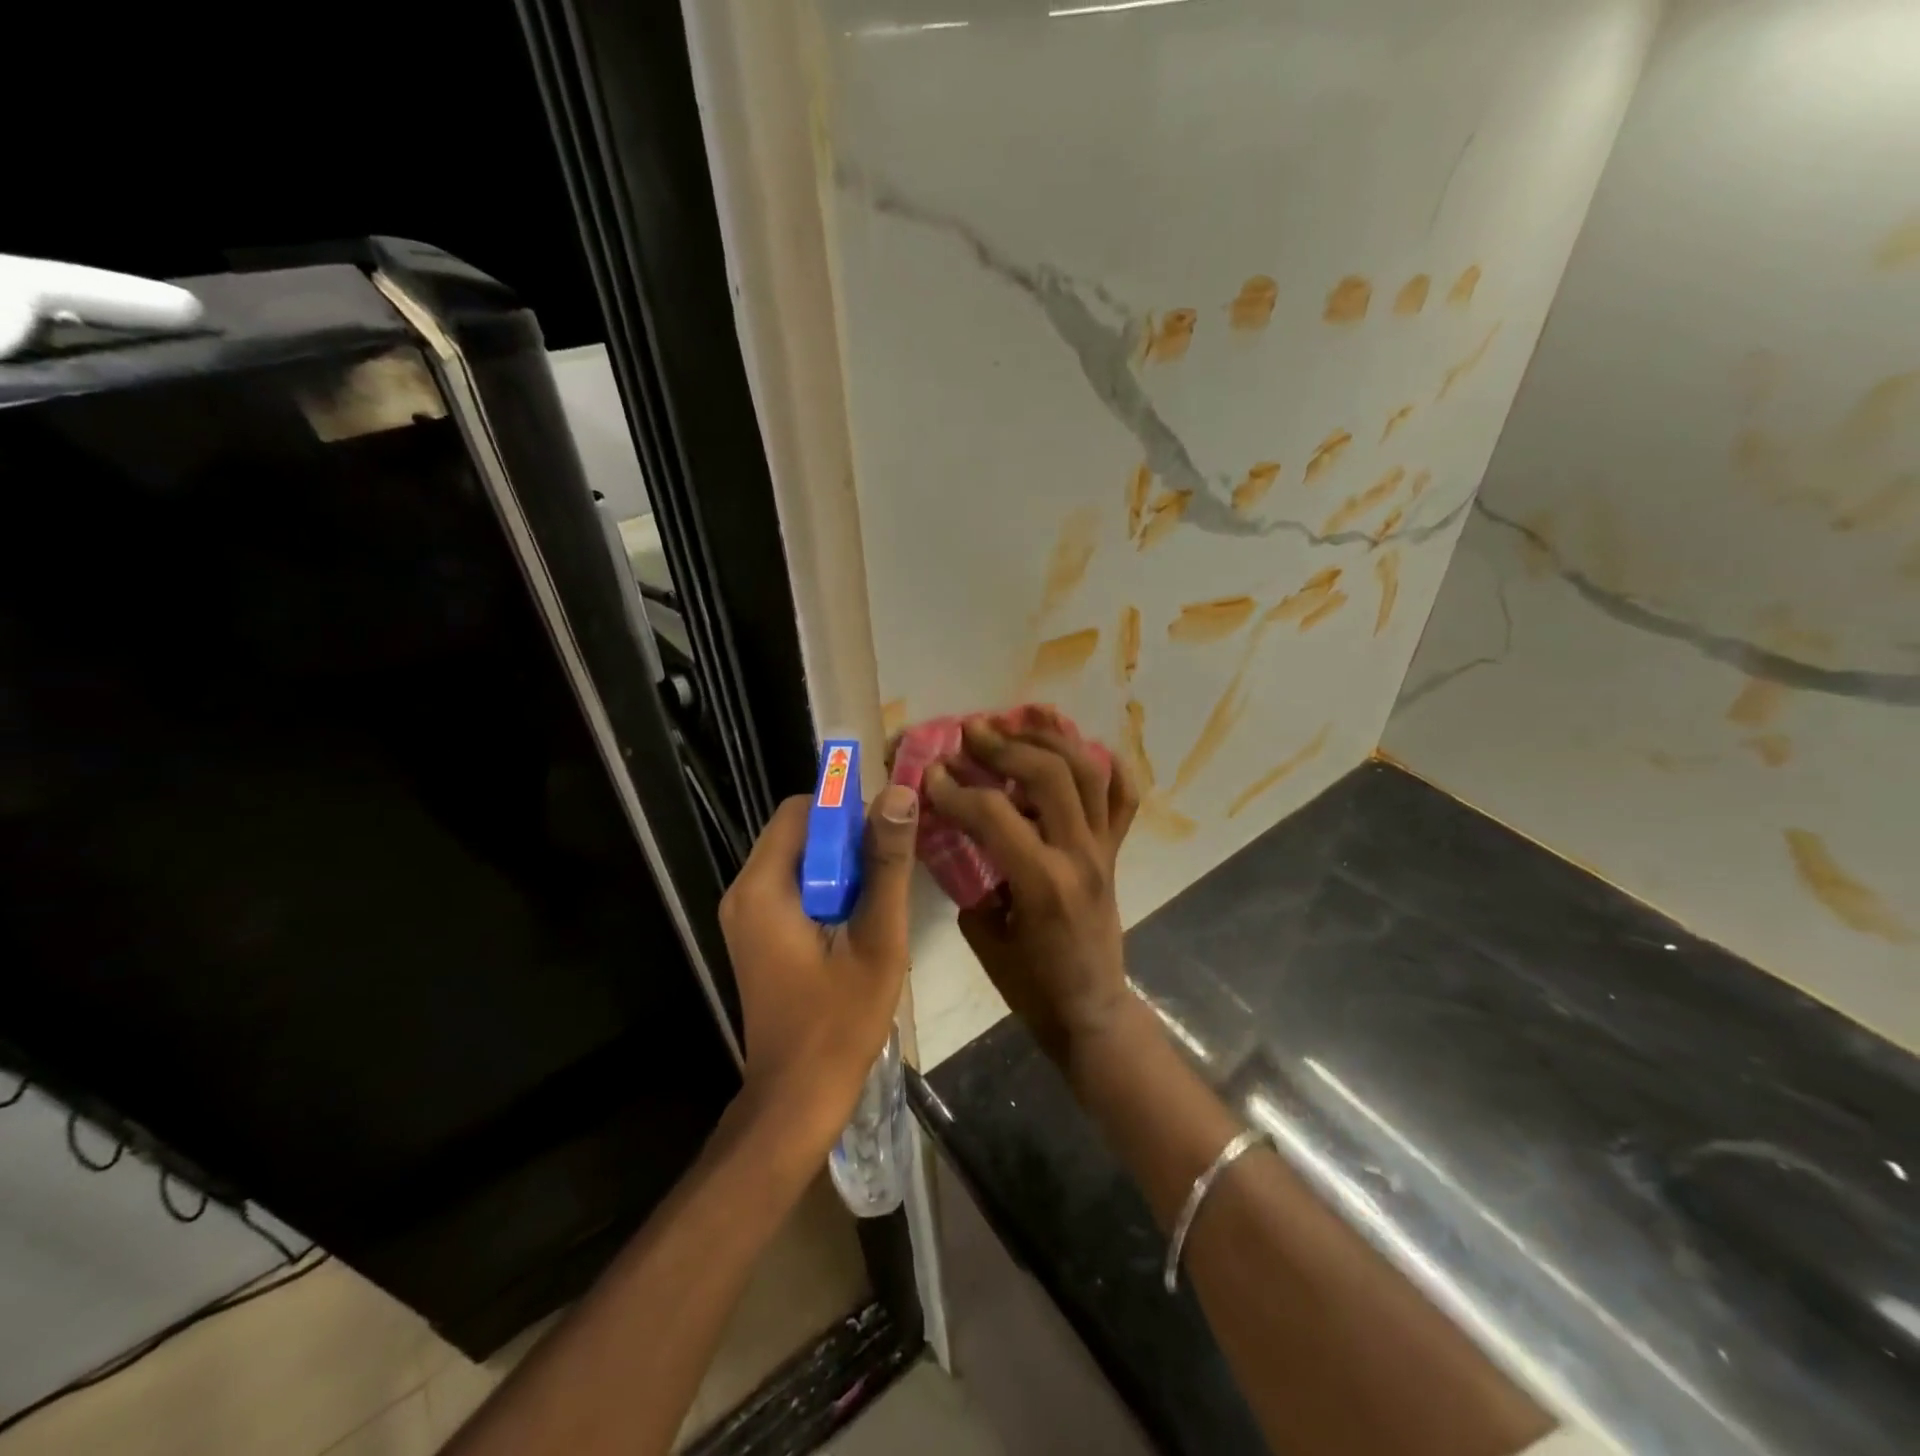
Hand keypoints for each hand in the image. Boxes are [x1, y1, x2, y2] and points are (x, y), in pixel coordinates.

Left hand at [718, 785, 919, 1150]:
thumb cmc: (839, 1022)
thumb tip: (899, 794)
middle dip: (846, 839)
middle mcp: (743, 892)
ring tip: (877, 897)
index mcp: (763, 888)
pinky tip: (855, 919)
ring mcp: (745, 915)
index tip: (886, 837)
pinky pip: (791, 885)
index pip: (801, 810)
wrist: (797, 1097)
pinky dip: (825, 887)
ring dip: (839, 864)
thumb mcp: (877, 939)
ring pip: (797, 858)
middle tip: (888, 871)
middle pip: (797, 831)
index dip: (847, 811)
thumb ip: (887, 864)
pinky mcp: (755, 934)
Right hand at [925, 715, 1137, 1065]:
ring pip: (1088, 772)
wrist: (1091, 1011)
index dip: (956, 789)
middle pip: (1049, 775)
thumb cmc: (1031, 986)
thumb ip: (972, 879)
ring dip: (1049, 739)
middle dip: (1004, 746)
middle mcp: (1080, 855)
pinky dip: (1105, 765)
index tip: (930, 773)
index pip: (994, 815)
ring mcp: (1104, 848)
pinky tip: (1078, 745)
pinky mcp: (1116, 851)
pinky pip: (1122, 797)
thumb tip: (960, 834)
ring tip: (1017, 720)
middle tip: (971, 731)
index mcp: (1043, 882)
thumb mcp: (984, 937)